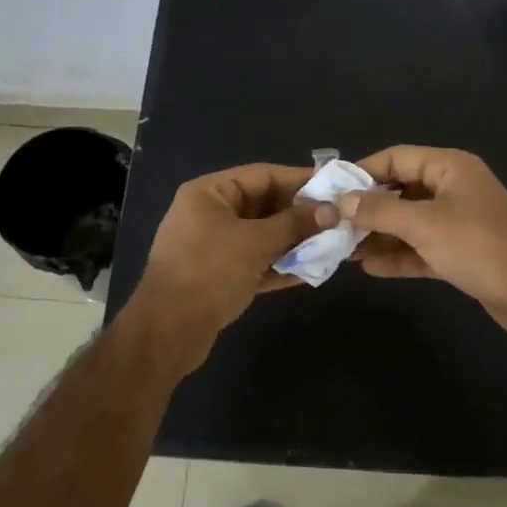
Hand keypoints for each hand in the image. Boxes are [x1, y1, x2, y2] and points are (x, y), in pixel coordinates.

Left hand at [126, 163, 322, 365]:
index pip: (262, 175)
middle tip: (338, 217)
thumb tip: (332, 210)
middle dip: (300, 213)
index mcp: (209, 194)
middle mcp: (210, 214)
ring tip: (333, 242)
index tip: (333, 186)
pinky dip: (281, 264)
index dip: (299, 179)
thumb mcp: (255, 242)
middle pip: (263, 205)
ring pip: (262, 236)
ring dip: (294, 240)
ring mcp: (214, 246)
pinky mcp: (220, 276)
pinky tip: (313, 269)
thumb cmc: (208, 272)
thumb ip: (294, 224)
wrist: (168, 332)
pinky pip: (257, 262)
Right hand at [330, 146, 506, 336]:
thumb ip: (379, 210)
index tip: (331, 190)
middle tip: (332, 222)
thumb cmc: (479, 246)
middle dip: (367, 207)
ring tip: (342, 248)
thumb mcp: (424, 224)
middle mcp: (453, 188)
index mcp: (450, 167)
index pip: (397, 157)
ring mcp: (458, 221)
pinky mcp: (460, 252)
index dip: (363, 171)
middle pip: (401, 190)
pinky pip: (421, 247)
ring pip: (409, 222)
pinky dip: (398, 255)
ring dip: (379, 234)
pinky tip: (368, 267)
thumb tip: (341, 200)